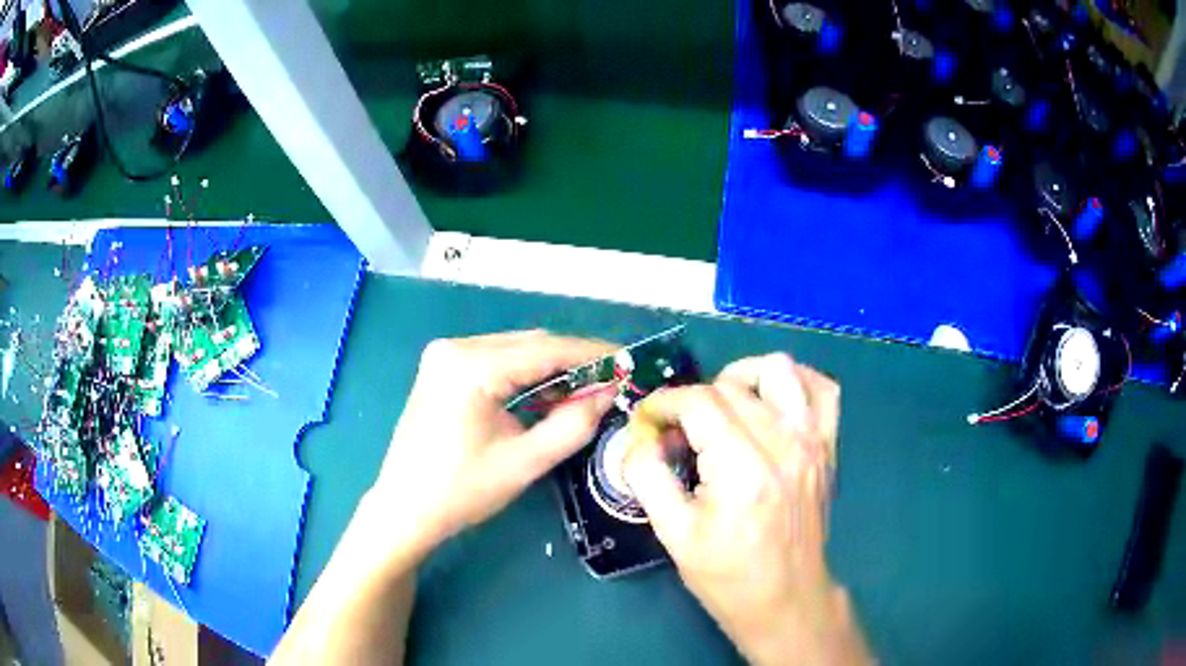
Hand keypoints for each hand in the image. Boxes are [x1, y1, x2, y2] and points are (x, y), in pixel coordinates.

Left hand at [364, 330, 615, 557]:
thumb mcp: (525, 462)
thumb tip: (608, 393)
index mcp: (471, 366)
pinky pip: (496, 361)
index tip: (629, 362)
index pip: (546, 349)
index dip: (593, 355)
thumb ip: (574, 424)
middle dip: (573, 362)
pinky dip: (525, 375)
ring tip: (585, 393)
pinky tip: (546, 397)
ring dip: (551, 369)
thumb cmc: (461, 491)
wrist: (404, 508)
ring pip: (515, 350)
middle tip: (611, 383)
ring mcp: (445, 355)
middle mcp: (455, 347)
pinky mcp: (443, 367)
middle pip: (530, 344)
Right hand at [623, 354, 869, 665]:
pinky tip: (773, 401)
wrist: (786, 598)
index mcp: (742, 468)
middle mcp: (783, 443)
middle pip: (731, 386)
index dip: (664, 403)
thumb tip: (639, 437)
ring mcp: (813, 441)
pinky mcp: (828, 446)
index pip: (699, 402)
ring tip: (724, 407)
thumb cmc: (727, 574)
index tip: (647, 421)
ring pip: (779, 369)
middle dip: (692, 399)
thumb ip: (647, 476)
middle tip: (677, 432)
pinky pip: (823, 388)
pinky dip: (796, 381)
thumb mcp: (673, 534)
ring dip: (743, 377)